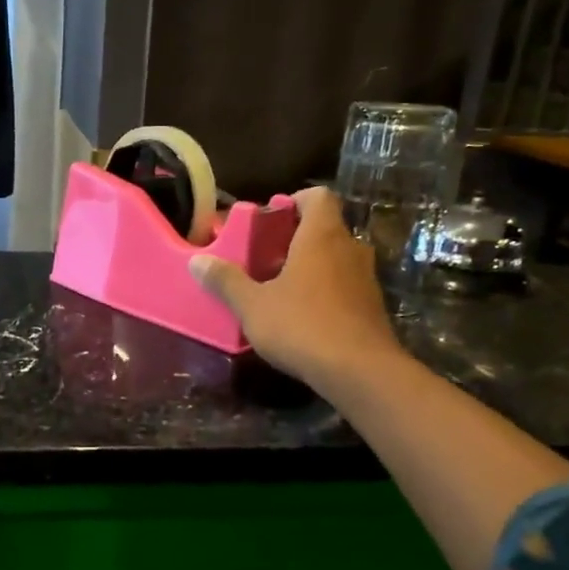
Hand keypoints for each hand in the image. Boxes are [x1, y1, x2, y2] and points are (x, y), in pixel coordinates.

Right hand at [189, 186, 401, 388]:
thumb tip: (196, 261)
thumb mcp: (253, 305)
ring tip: (278, 287)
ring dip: (310, 266)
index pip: (317, 197)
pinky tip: (301, 315)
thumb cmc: (302, 326)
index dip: (294, 201)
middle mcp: (350, 248)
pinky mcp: (372, 306)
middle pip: (325, 228)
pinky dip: (324, 290)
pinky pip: (344, 285)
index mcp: (321, 236)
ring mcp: (365, 278)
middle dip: (295, 238)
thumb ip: (225, 281)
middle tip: (263, 256)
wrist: (360, 372)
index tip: (269, 217)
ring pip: (335, 258)